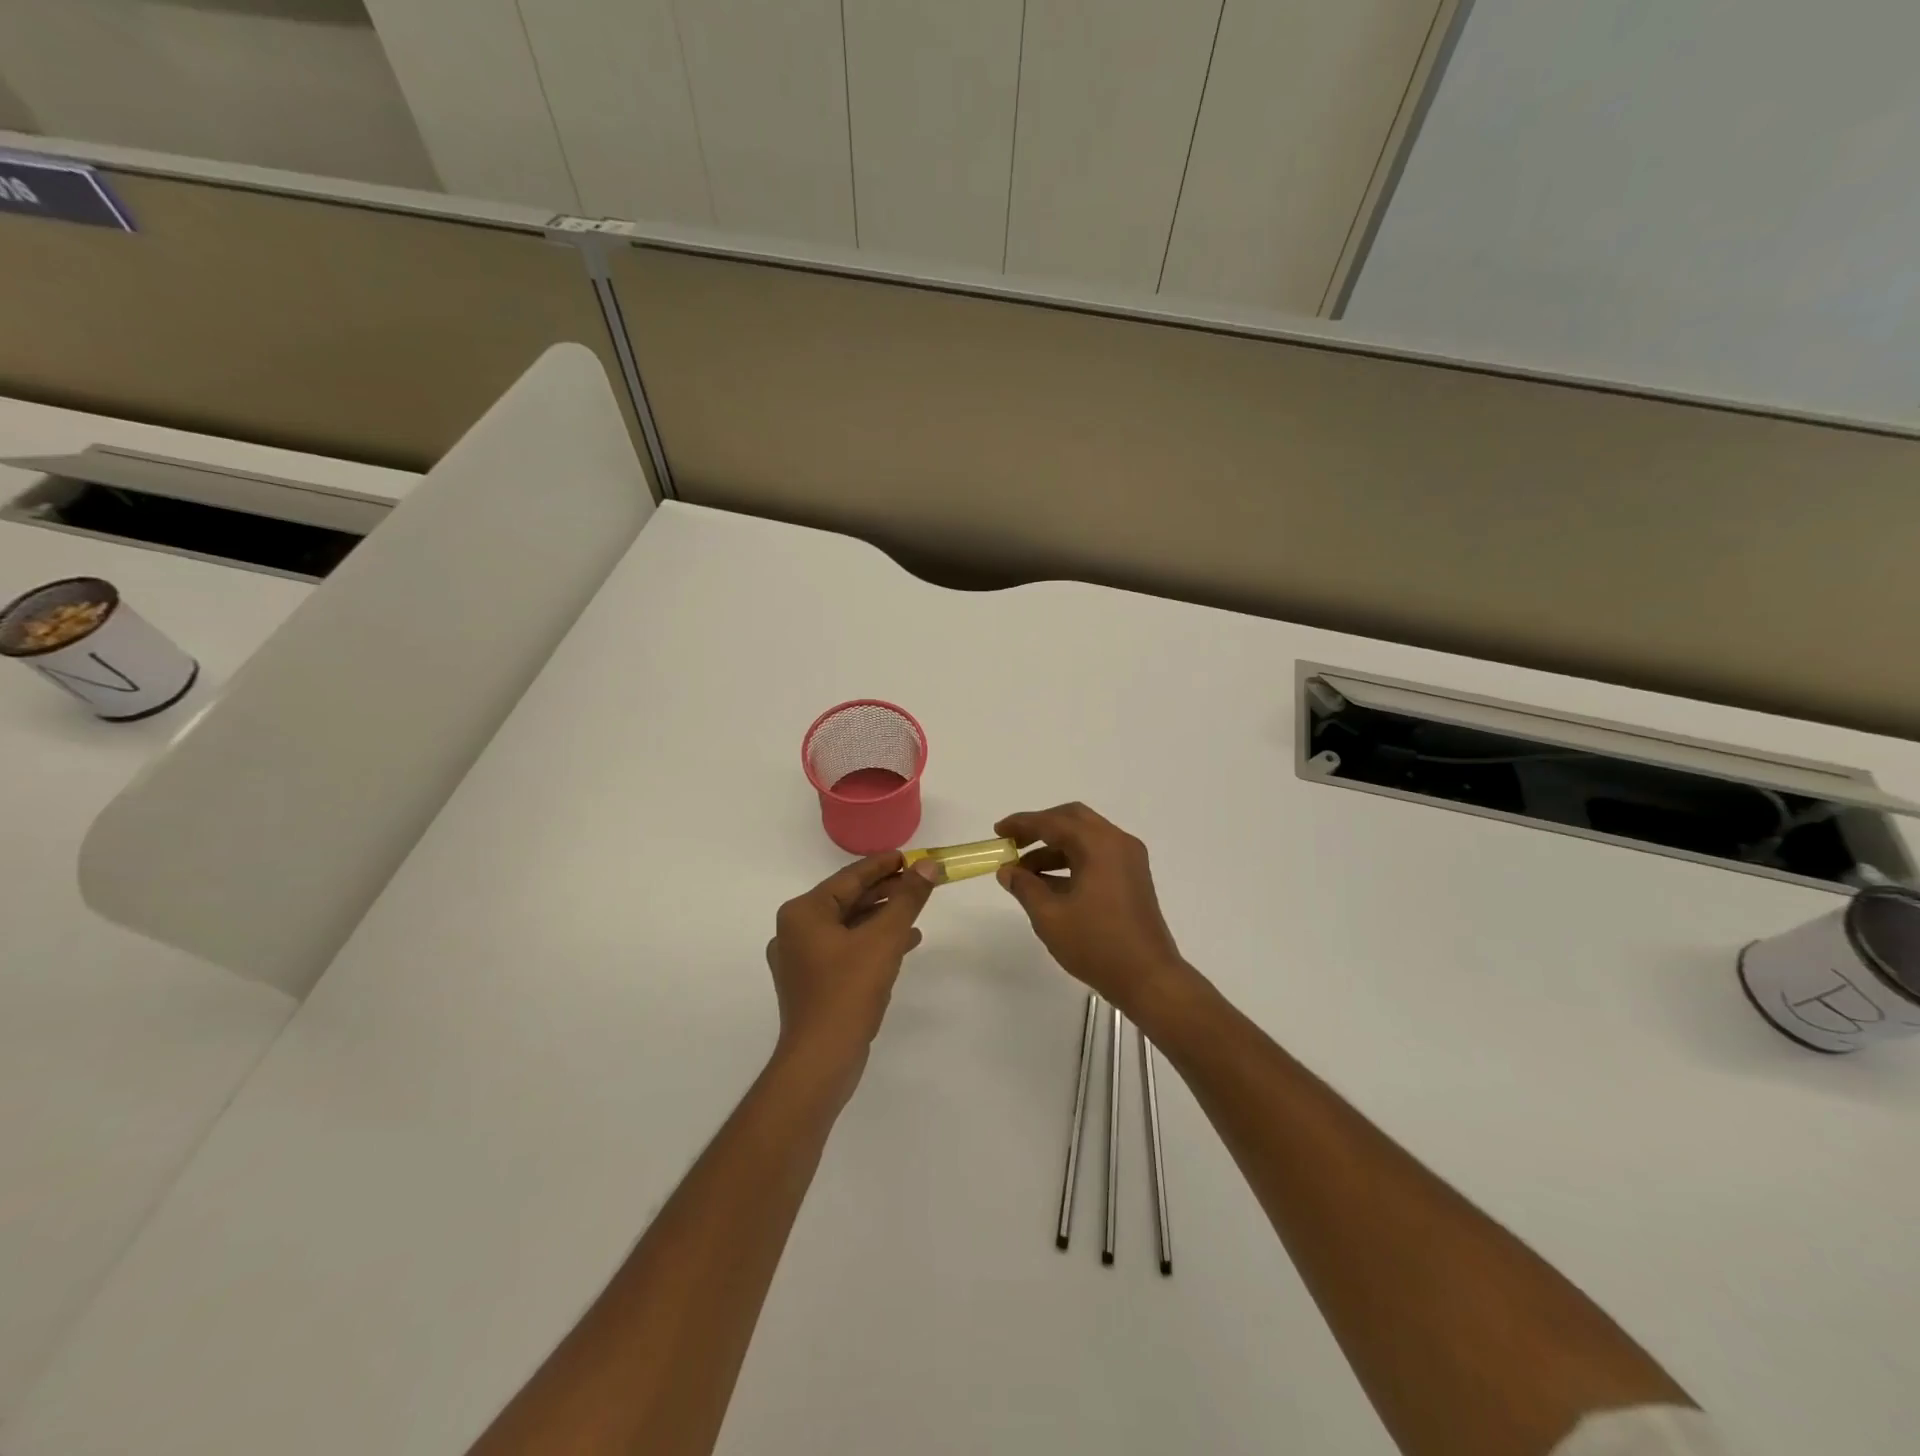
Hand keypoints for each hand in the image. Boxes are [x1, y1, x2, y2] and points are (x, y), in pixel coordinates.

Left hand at [766, 852, 938, 1067]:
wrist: (821, 1060)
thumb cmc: (848, 991)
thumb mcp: (884, 939)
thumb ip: (907, 898)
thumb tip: (928, 865)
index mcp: (803, 913)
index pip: (849, 877)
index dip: (883, 865)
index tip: (910, 856)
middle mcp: (794, 931)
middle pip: (847, 900)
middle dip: (886, 892)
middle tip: (919, 881)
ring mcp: (800, 960)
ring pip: (848, 926)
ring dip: (882, 918)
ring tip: (916, 911)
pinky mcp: (812, 984)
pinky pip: (845, 950)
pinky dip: (872, 943)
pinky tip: (903, 944)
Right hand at [994, 804, 1194, 1016]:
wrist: (1148, 978)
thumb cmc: (1096, 944)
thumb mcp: (1050, 916)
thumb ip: (1025, 887)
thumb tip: (1007, 871)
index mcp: (1099, 845)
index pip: (1053, 822)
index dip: (1022, 824)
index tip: (998, 832)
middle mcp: (1117, 843)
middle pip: (1073, 820)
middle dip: (1040, 828)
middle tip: (1013, 844)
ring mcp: (1128, 860)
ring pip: (1085, 838)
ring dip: (1054, 848)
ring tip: (1023, 873)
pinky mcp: (1132, 878)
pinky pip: (1097, 856)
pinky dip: (1071, 861)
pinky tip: (1048, 884)